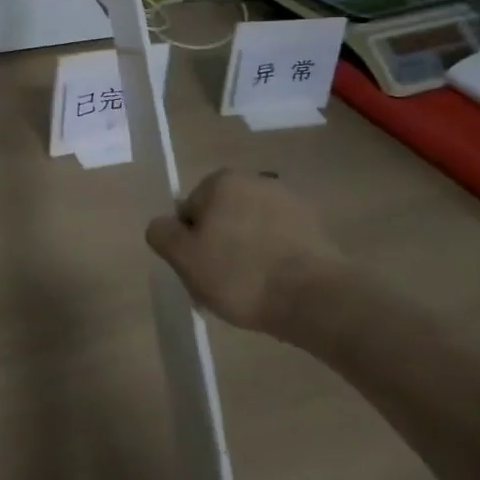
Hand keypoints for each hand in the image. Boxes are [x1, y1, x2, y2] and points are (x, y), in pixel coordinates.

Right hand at [145, 169, 341, 331]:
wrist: (317, 299)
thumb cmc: (240, 274)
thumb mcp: (183, 257)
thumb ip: (161, 233)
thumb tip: (164, 225)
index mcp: (221, 181)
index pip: (190, 212)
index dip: (190, 244)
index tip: (200, 272)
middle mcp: (255, 181)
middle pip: (221, 218)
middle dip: (219, 247)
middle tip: (223, 285)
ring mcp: (290, 203)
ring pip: (251, 230)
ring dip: (247, 253)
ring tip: (253, 291)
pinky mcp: (317, 229)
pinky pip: (280, 243)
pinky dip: (275, 260)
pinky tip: (277, 287)